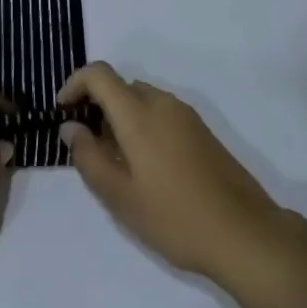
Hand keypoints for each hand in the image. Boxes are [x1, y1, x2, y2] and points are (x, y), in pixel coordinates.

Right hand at [57, 62, 283, 282]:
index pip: (99, 74)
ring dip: (121, 117)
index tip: (62, 111)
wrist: (244, 233)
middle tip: (88, 146)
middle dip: (97, 105)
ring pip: (141, 100)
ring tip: (116, 162)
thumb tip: (70, 127)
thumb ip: (88, 157)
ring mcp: (185, 115)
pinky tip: (147, 167)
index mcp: (138, 113)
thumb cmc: (175, 217)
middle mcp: (162, 102)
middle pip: (120, 86)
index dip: (74, 84)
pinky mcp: (201, 130)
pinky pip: (161, 113)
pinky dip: (143, 125)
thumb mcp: (120, 196)